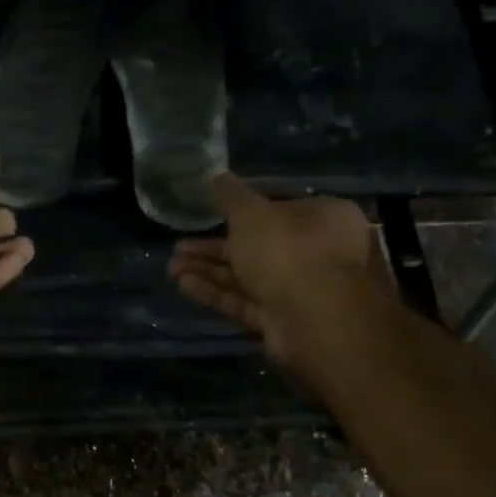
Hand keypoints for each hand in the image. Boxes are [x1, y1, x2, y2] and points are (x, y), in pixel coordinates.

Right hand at [168, 173, 387, 364]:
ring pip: (248, 277)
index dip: (243, 212)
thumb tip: (216, 175)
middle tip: (179, 248)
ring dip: (210, 272)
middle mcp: (317, 253)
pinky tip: (185, 285)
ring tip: (172, 268)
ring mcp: (300, 291)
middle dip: (214, 248)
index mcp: (323, 217)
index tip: (211, 215)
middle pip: (259, 247)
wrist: (311, 318)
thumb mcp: (251, 214)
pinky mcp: (282, 321)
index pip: (279, 209)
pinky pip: (245, 303)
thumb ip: (230, 196)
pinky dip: (217, 294)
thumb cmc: (286, 250)